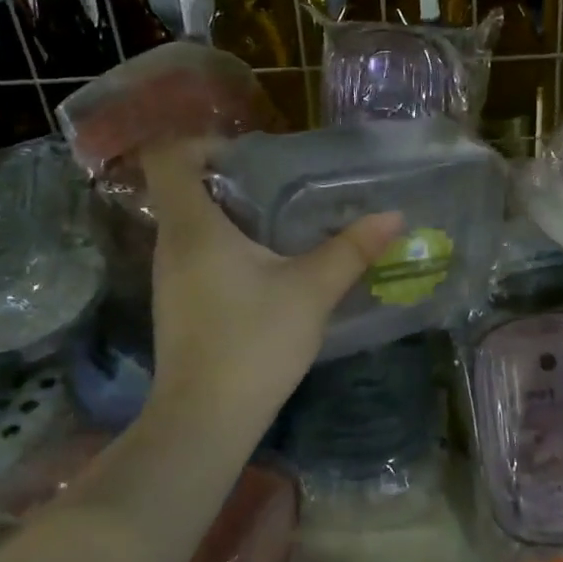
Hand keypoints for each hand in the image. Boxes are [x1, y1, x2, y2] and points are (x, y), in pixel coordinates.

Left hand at [138, 139, 403, 442]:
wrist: (207, 418)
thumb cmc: (254, 341)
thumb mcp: (311, 291)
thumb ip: (351, 249)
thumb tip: (392, 216)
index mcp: (193, 228)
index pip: (169, 158)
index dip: (203, 144)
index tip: (250, 156)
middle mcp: (171, 245)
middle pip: (185, 190)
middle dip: (233, 181)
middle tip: (285, 188)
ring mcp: (170, 278)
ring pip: (194, 226)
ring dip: (234, 217)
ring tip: (285, 225)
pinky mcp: (180, 305)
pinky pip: (199, 256)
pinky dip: (229, 249)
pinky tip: (270, 271)